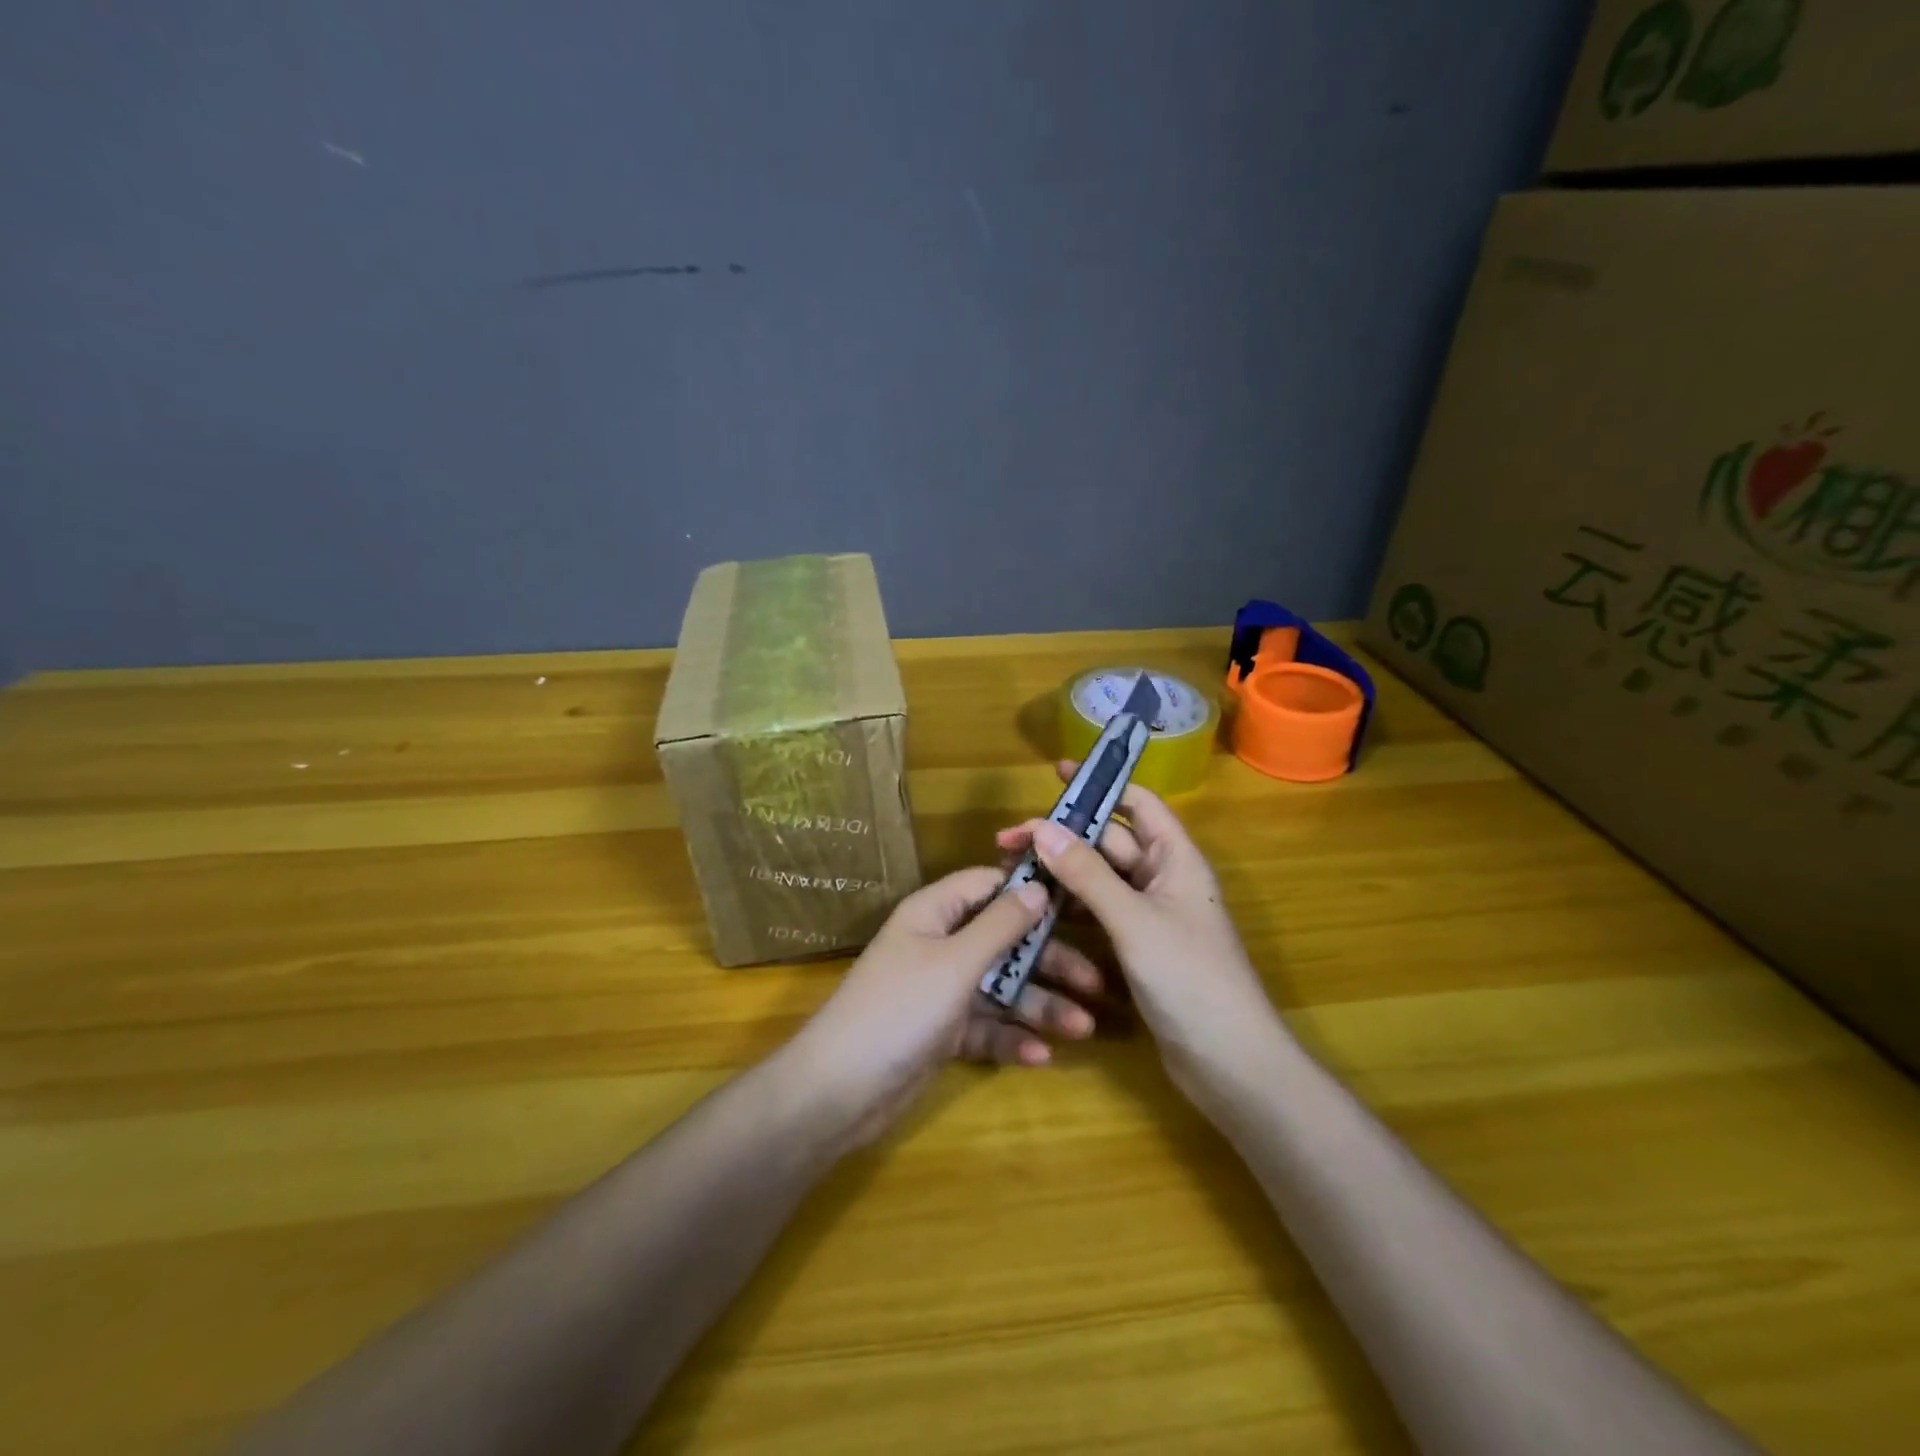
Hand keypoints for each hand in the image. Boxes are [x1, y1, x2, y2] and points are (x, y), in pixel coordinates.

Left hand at [786, 867, 1110, 1148]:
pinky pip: (986, 1027)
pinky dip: (1010, 1039)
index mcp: (934, 913)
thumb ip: (1000, 925)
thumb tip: (1038, 886)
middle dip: (1048, 961)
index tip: (1079, 902)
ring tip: (1082, 1028)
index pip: (988, 886)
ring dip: (1039, 1006)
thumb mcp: (956, 962)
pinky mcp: (942, 1032)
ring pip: (1001, 988)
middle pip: (1004, 941)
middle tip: (1096, 982)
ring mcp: (940, 990)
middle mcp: (939, 945)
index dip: (1029, 890)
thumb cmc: (900, 1009)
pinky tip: (1040, 1057)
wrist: (840, 1091)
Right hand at [996, 765, 1283, 1106]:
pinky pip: (1098, 914)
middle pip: (1108, 842)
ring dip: (1061, 873)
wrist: (1229, 1063)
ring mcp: (1149, 915)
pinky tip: (1035, 912)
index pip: (1137, 803)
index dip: (1100, 785)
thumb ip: (1086, 874)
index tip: (1056, 775)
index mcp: (1175, 859)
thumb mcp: (1134, 921)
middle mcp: (1162, 879)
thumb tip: (1042, 827)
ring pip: (1098, 880)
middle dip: (1062, 837)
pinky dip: (1069, 908)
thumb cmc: (1190, 979)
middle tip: (1007, 843)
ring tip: (1012, 874)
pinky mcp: (1137, 948)